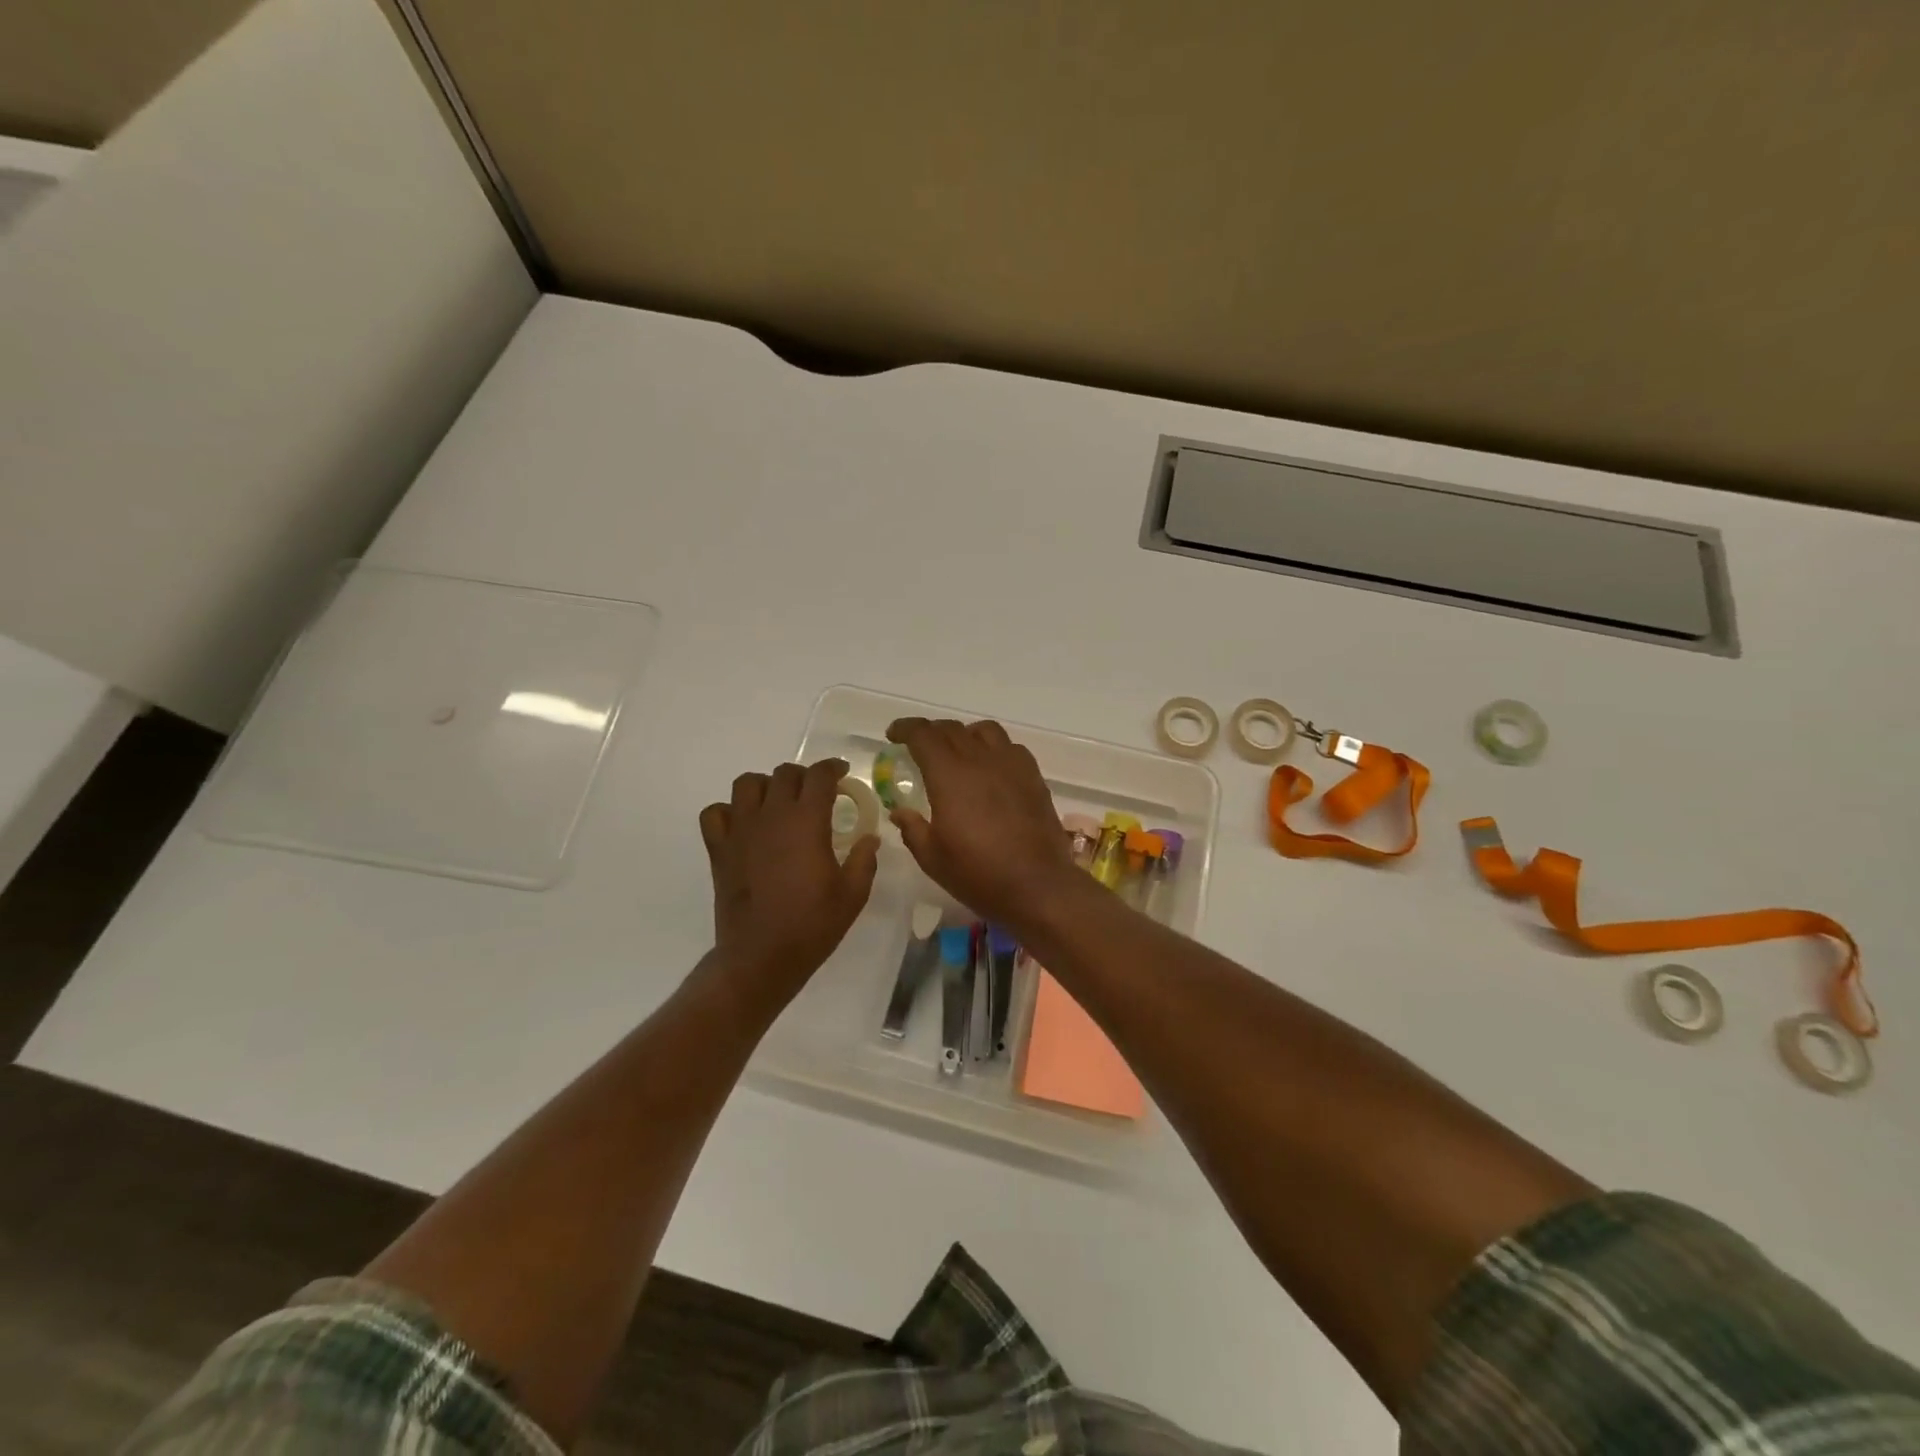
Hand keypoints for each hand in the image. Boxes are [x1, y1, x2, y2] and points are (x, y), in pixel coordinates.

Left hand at [699, 758, 878, 991]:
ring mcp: (740, 830)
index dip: (832, 768)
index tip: (842, 775)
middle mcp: (771, 816)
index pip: (819, 775)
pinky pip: (715, 813)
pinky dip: (729, 811)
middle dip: (804, 777)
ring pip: (747, 784)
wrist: (761, 957)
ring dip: (766, 787)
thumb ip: (864, 860)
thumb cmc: (812, 925)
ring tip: (778, 804)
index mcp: (807, 822)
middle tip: (815, 795)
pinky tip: (744, 826)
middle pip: (784, 774)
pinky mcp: (719, 849)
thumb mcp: (852, 895)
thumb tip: (869, 838)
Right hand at [884, 718, 1079, 926]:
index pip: (924, 735)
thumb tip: (900, 812)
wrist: (1038, 885)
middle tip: (919, 746)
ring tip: (958, 752)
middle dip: (931, 731)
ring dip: (964, 734)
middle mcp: (981, 760)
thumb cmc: (978, 874)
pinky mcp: (1034, 777)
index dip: (905, 728)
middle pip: (952, 729)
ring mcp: (1012, 765)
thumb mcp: (932, 858)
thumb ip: (912, 828)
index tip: (893, 735)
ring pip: (985, 731)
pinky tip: (991, 769)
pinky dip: (994, 749)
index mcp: (950, 775)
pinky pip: (1011, 748)